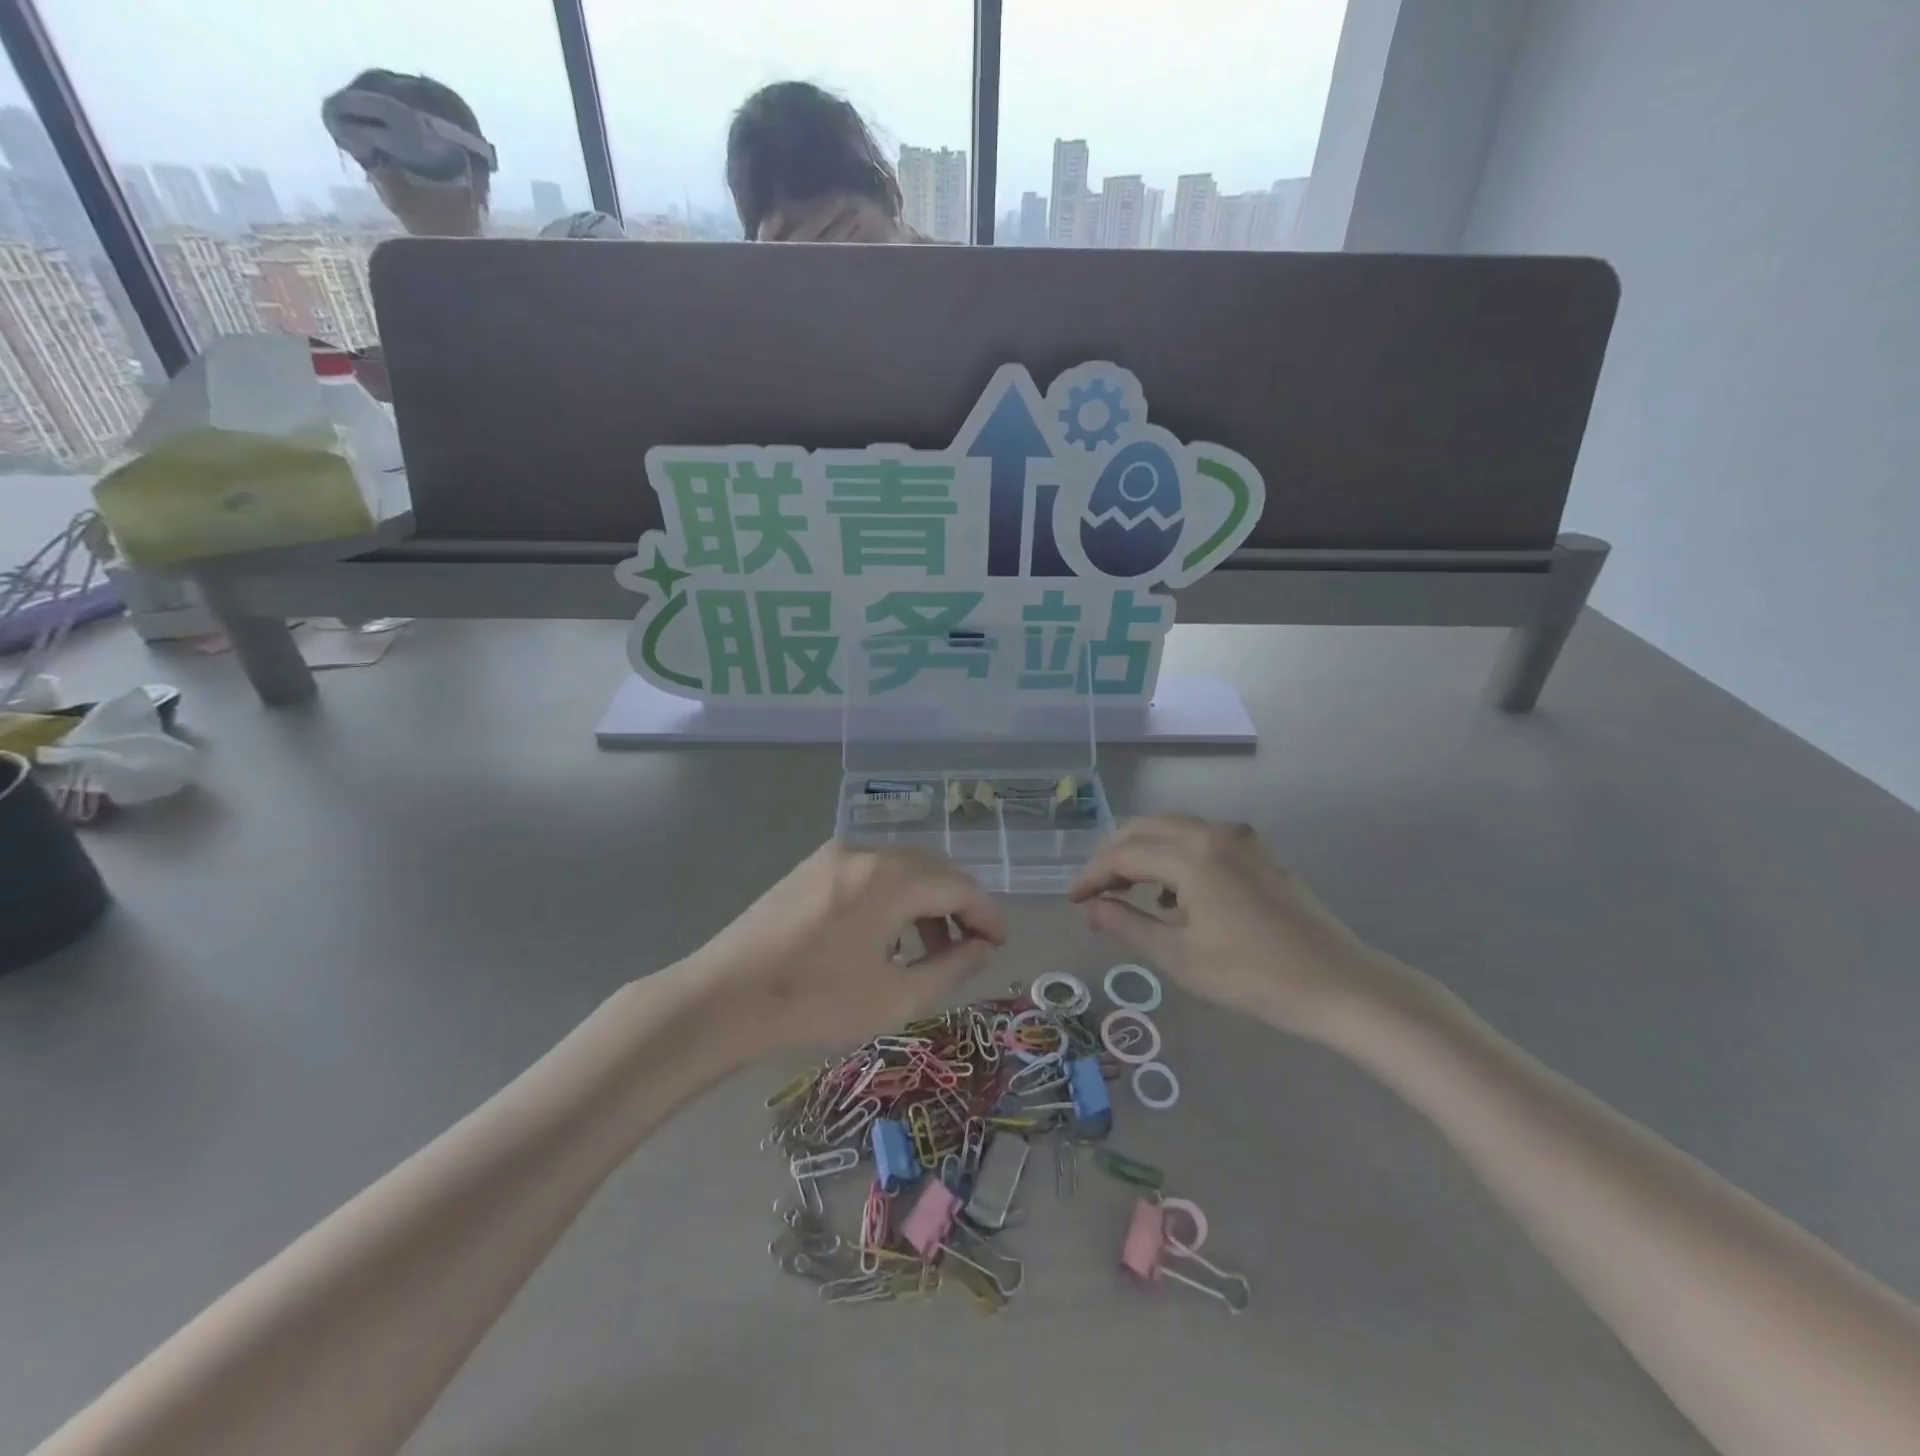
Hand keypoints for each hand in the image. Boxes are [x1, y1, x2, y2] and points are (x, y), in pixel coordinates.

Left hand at [684, 840, 1006, 1051]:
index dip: (986, 913)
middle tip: (970, 946)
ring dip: (925, 900)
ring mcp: (834, 855)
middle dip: (958, 904)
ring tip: (929, 949)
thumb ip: (951, 968)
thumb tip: (983, 947)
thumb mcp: (895, 997)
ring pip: (900, 868)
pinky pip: (870, 871)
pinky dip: (893, 896)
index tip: (1000, 943)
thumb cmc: (814, 1003)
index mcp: (890, 879)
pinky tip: (886, 935)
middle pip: (932, 868)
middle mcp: (866, 852)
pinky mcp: (811, 867)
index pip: (959, 885)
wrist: (722, 999)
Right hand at [1070, 816, 1410, 1039]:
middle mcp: (1213, 831)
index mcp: (1191, 853)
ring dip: (1143, 853)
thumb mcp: (1178, 955)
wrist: (1339, 984)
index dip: (1092, 875)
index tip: (1072, 901)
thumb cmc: (1252, 974)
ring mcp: (1241, 838)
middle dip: (1113, 856)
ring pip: (1173, 830)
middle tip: (1095, 892)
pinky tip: (1173, 894)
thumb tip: (1091, 909)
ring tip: (1127, 892)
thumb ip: (1127, 924)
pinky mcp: (1259, 852)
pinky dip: (1175, 856)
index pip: (1123, 853)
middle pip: (1145, 829)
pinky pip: (1201, 839)